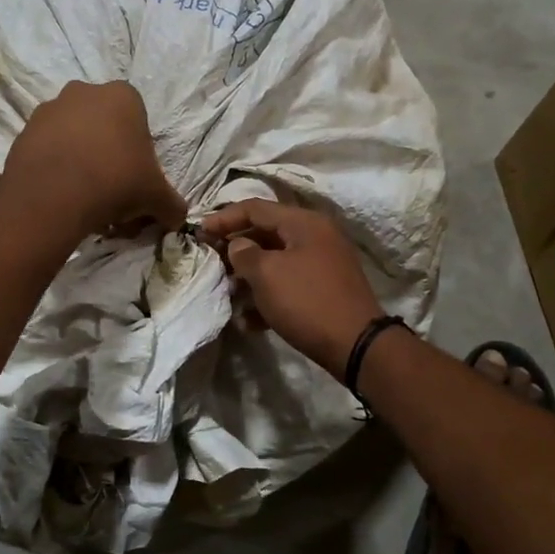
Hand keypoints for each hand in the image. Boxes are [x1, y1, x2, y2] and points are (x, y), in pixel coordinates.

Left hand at [4, 81, 186, 238]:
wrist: (53, 197)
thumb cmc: (116, 182)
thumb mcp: (157, 197)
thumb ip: (172, 205)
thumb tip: (178, 217)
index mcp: (122, 96)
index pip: (138, 120)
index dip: (139, 152)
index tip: (136, 178)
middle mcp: (83, 92)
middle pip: (103, 126)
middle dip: (109, 154)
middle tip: (112, 191)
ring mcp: (49, 109)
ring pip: (74, 137)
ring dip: (81, 161)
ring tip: (84, 198)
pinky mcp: (23, 132)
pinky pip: (47, 150)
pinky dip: (56, 168)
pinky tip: (62, 196)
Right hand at [198, 199, 384, 378]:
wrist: (356, 345)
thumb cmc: (307, 301)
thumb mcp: (267, 274)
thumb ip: (244, 253)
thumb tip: (238, 246)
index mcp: (303, 222)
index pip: (255, 208)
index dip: (223, 218)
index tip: (198, 233)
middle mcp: (315, 236)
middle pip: (266, 233)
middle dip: (236, 249)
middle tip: (211, 263)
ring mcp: (322, 264)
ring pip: (276, 261)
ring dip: (249, 276)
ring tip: (228, 293)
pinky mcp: (324, 290)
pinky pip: (289, 285)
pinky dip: (268, 296)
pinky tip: (248, 321)